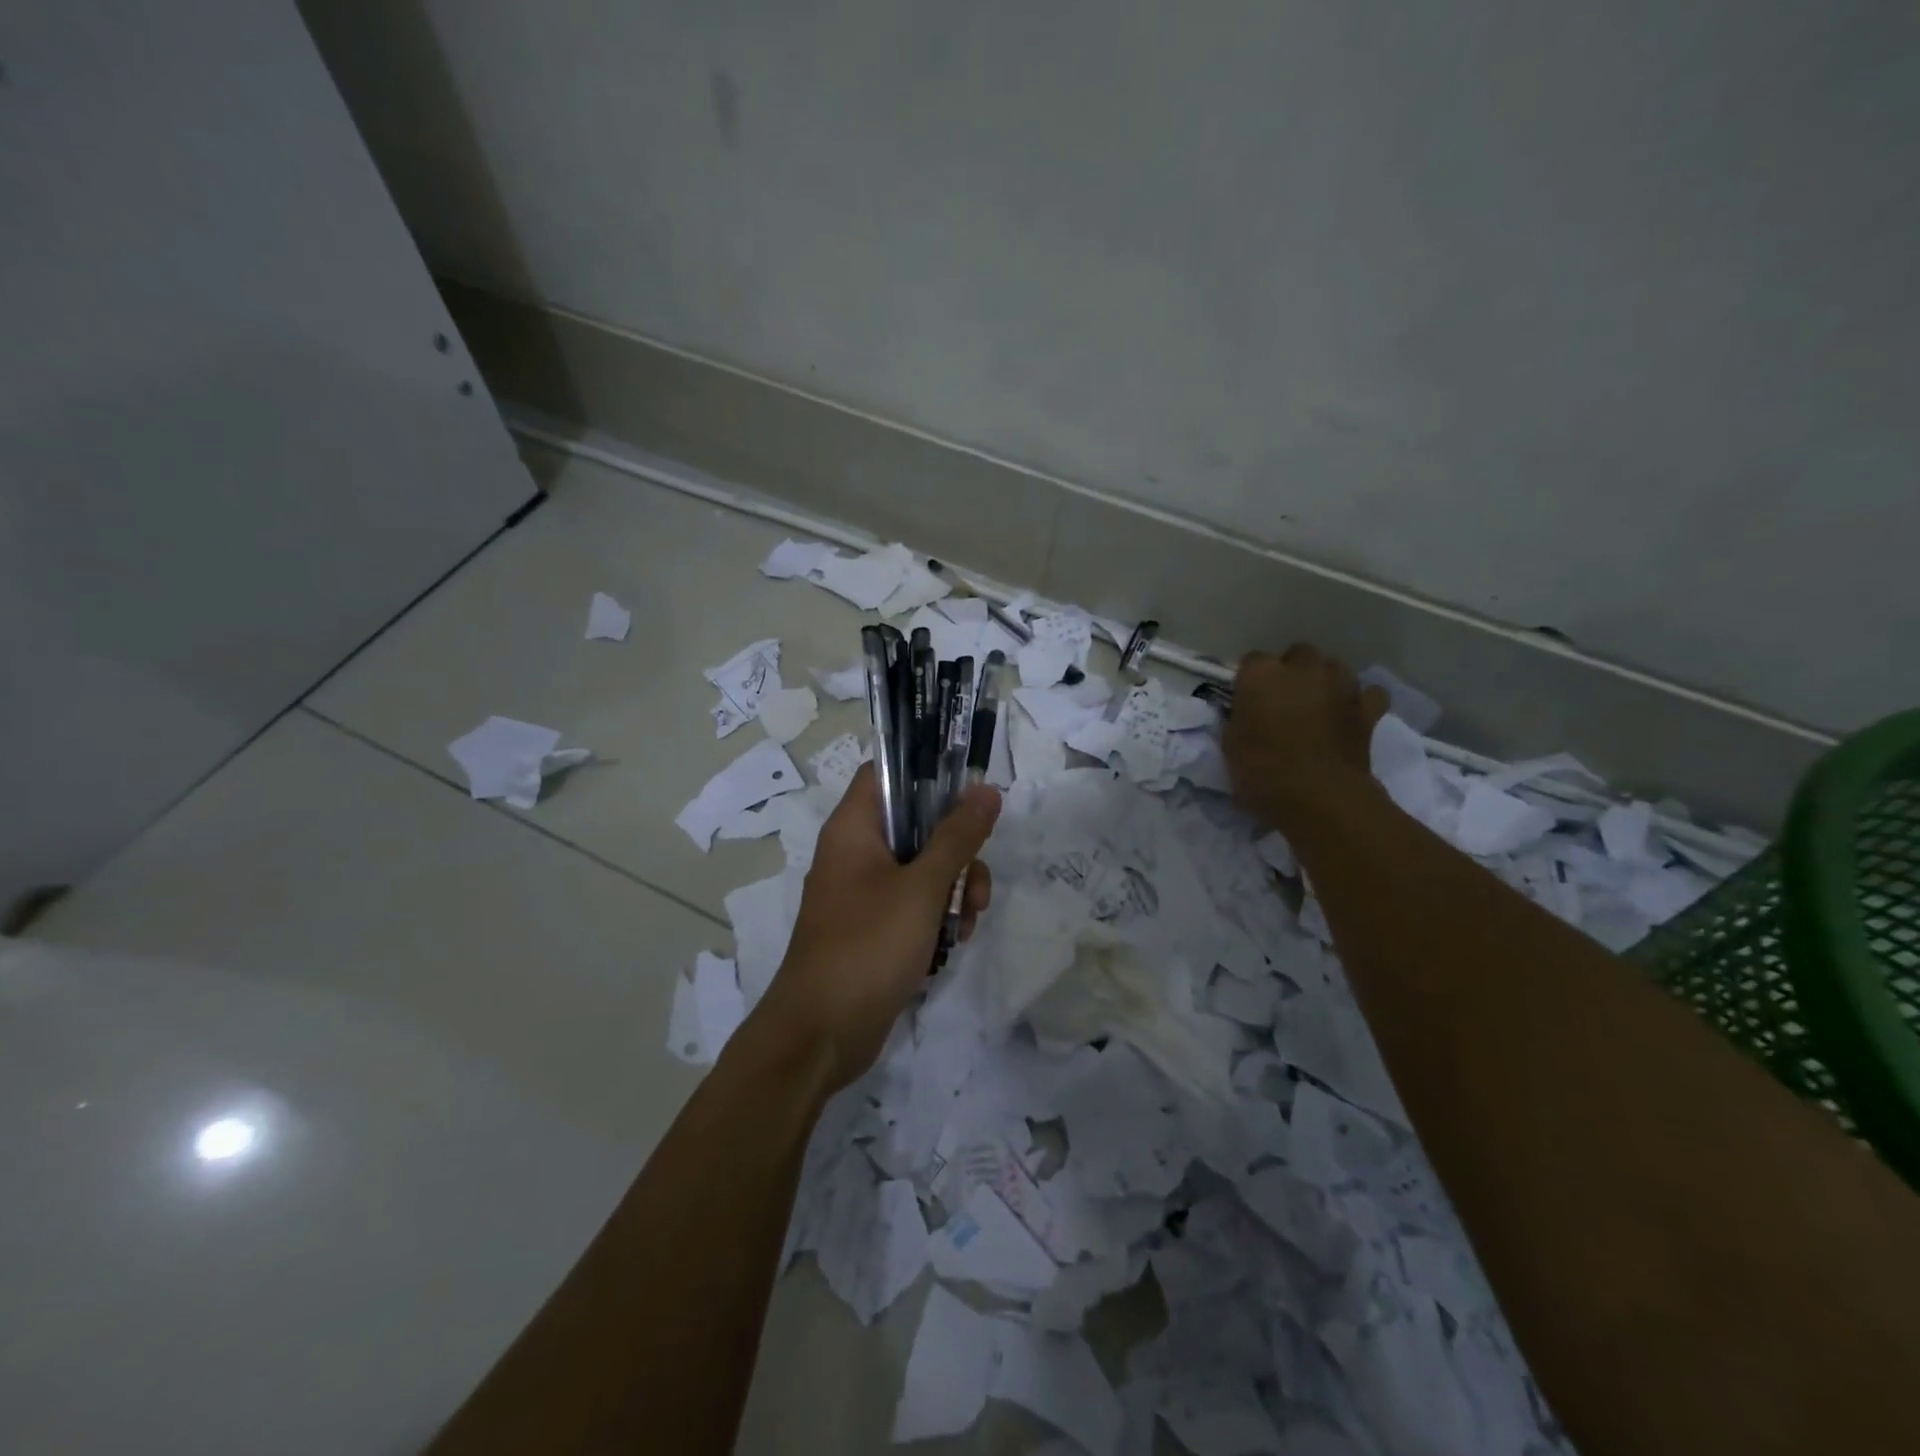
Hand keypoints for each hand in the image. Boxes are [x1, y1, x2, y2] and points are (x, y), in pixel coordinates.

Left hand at [751, 762, 999, 1092]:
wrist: (820, 1035)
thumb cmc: (867, 947)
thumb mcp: (922, 888)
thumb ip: (956, 837)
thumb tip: (985, 790)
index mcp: (854, 829)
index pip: (888, 773)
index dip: (928, 772)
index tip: (970, 790)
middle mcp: (856, 853)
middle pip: (916, 824)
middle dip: (957, 850)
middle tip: (975, 882)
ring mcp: (864, 893)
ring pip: (923, 868)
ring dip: (955, 889)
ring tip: (968, 923)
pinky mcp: (875, 928)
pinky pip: (915, 905)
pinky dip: (937, 918)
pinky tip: (952, 944)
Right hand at [1224, 644, 1388, 832]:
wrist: (1319, 798)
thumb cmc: (1263, 772)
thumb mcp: (1231, 745)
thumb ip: (1240, 719)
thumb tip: (1248, 714)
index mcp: (1261, 675)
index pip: (1252, 660)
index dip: (1250, 680)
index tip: (1247, 699)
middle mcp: (1302, 670)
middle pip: (1298, 653)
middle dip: (1292, 670)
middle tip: (1283, 699)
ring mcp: (1339, 686)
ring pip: (1335, 667)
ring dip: (1325, 680)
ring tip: (1317, 703)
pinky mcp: (1367, 710)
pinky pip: (1369, 694)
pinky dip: (1361, 701)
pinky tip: (1351, 713)